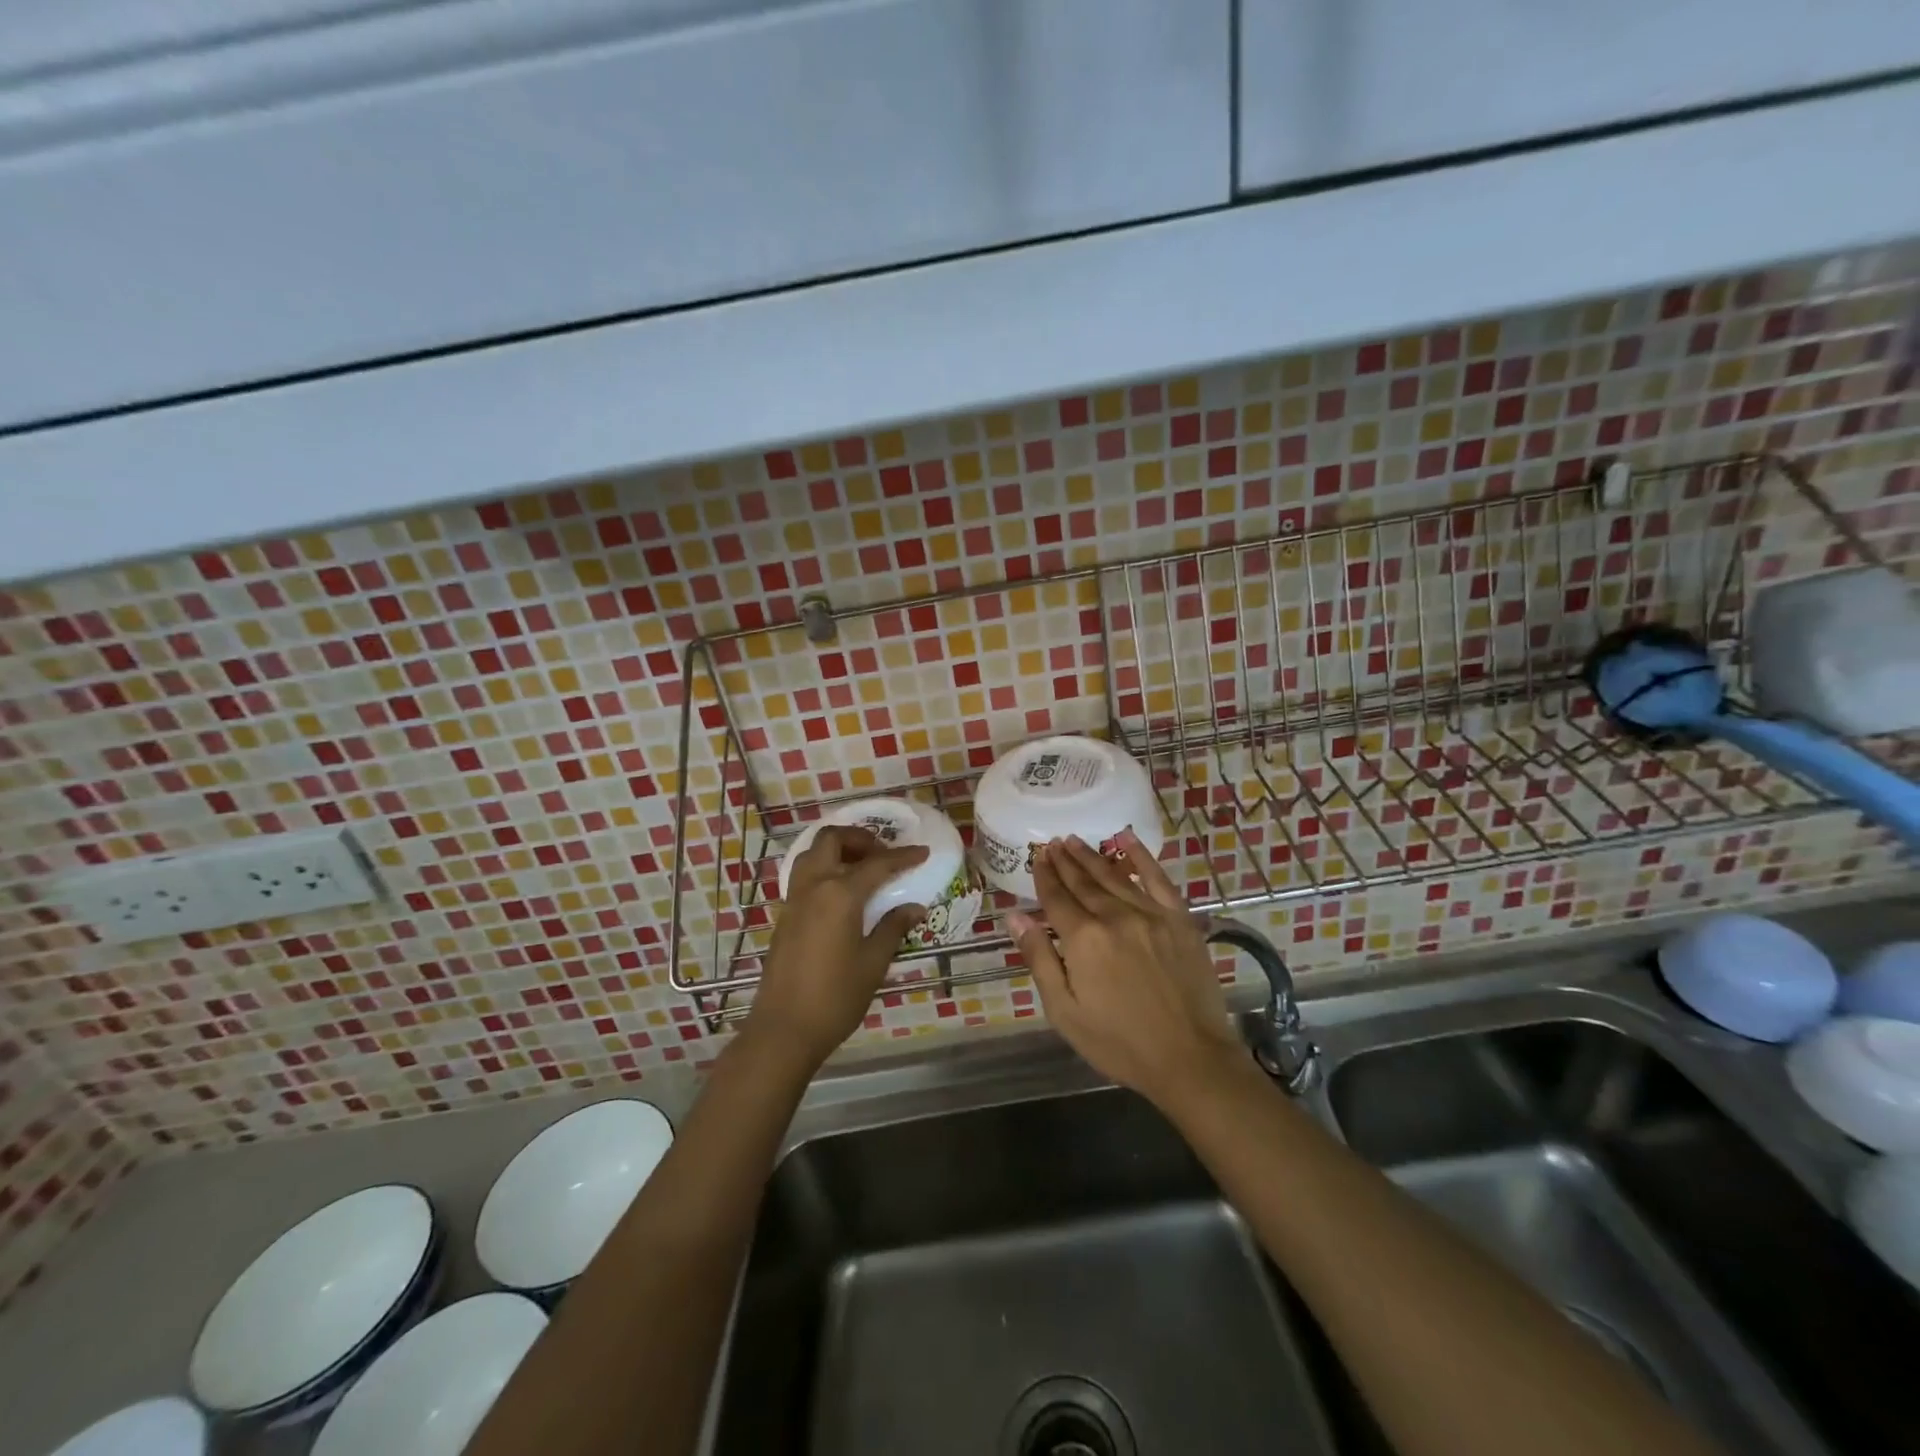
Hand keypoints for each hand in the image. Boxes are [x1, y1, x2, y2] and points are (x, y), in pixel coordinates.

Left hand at [745, 826, 927, 1071]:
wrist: (784, 1028)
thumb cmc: (835, 997)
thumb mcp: (873, 963)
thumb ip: (893, 927)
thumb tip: (914, 907)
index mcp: (840, 894)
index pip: (877, 864)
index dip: (903, 856)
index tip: (922, 852)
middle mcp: (814, 886)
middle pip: (832, 840)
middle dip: (859, 838)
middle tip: (883, 853)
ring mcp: (794, 899)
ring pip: (813, 854)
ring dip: (838, 850)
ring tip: (863, 868)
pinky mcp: (785, 915)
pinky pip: (804, 875)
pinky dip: (824, 868)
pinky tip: (842, 893)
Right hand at [1009, 830, 1243, 1108]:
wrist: (1190, 1058)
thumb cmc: (1119, 1042)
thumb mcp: (1065, 1010)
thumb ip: (1039, 958)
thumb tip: (1016, 917)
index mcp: (1084, 939)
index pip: (1057, 898)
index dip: (1044, 876)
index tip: (1037, 857)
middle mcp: (1115, 916)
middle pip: (1084, 882)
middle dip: (1065, 861)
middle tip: (1052, 843)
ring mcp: (1151, 914)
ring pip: (1115, 877)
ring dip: (1092, 857)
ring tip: (1075, 841)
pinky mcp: (1180, 919)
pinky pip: (1157, 878)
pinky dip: (1141, 857)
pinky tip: (1127, 838)